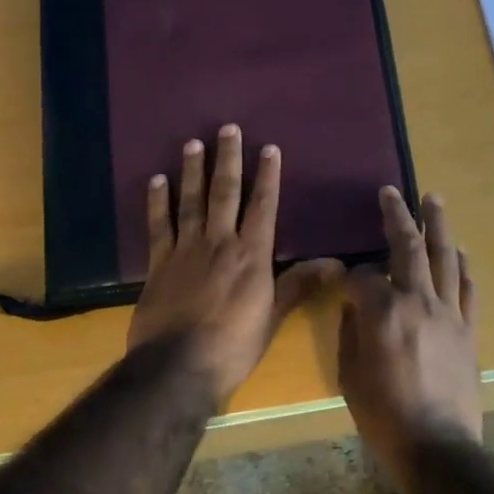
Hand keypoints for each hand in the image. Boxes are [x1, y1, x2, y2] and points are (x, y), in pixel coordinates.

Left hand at [129, 126, 341, 405]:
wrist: (178, 365)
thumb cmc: (233, 346)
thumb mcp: (273, 317)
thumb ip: (299, 284)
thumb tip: (337, 264)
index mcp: (251, 256)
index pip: (263, 207)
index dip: (267, 176)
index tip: (269, 148)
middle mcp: (219, 243)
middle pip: (225, 193)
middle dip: (228, 159)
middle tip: (226, 128)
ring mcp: (186, 250)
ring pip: (191, 201)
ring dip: (193, 171)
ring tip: (193, 142)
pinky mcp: (159, 264)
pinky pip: (159, 225)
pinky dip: (158, 202)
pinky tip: (156, 180)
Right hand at [339, 188, 481, 472]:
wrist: (437, 446)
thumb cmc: (383, 416)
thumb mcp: (349, 376)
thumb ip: (351, 333)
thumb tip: (356, 309)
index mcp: (382, 313)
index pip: (361, 276)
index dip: (349, 276)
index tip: (343, 281)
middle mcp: (418, 301)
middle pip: (407, 248)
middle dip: (396, 216)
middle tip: (391, 192)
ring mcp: (449, 313)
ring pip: (444, 258)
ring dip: (438, 225)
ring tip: (433, 199)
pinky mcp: (469, 329)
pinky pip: (468, 288)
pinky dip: (462, 266)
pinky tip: (458, 252)